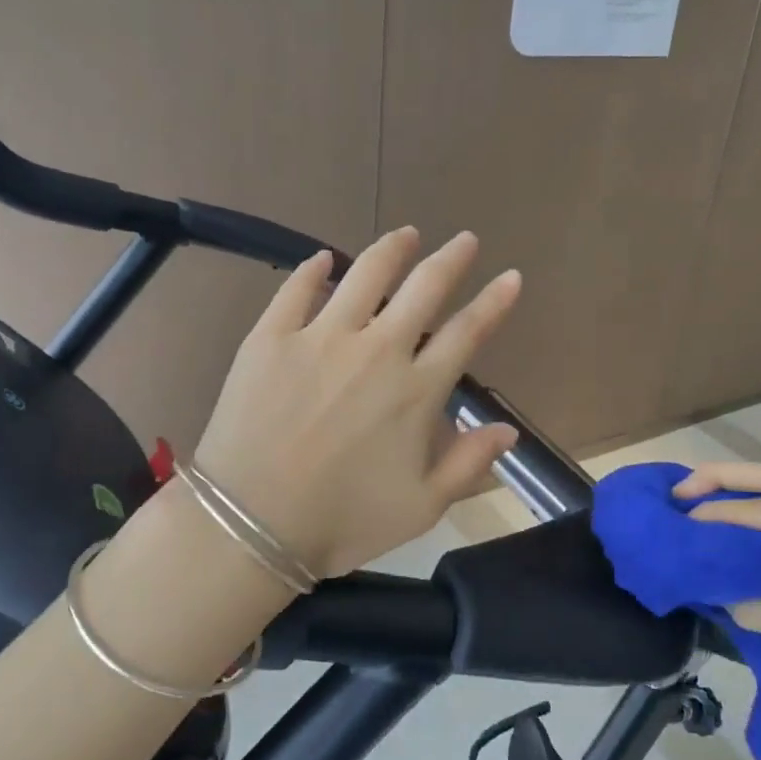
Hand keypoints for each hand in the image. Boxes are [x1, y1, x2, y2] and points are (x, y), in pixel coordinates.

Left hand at [193, 227, 522, 578]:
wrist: (250, 524)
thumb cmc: (341, 521)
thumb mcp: (420, 507)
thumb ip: (467, 464)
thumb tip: (508, 431)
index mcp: (415, 391)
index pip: (466, 333)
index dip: (493, 302)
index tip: (510, 276)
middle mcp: (376, 350)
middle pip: (424, 289)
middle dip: (451, 259)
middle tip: (465, 239)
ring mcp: (320, 337)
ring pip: (366, 275)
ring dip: (392, 249)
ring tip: (407, 234)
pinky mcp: (271, 337)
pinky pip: (297, 289)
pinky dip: (313, 269)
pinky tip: (323, 257)